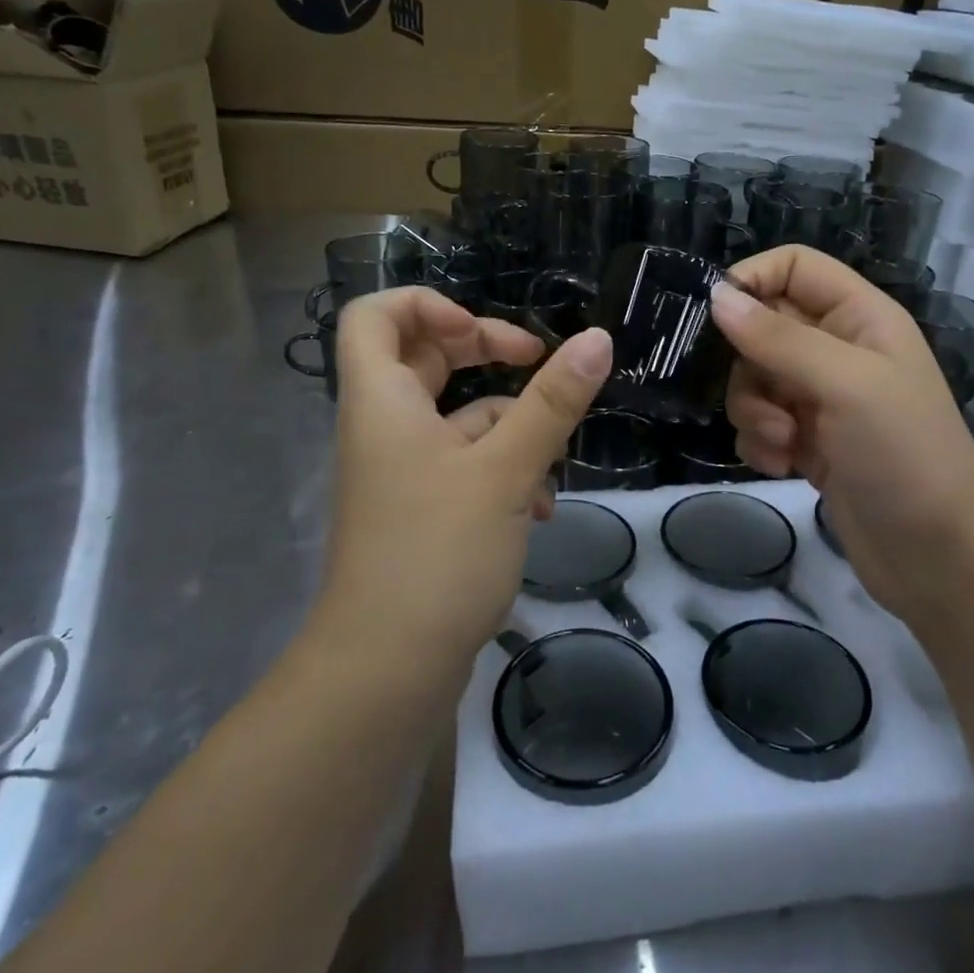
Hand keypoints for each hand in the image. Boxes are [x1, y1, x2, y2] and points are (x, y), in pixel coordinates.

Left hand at [314, 287, 611, 671]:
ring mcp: (402, 472)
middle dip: (484, 354)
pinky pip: (463, 465)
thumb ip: (552, 402)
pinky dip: (503, 471)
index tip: (487, 334)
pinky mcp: (422, 510)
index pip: (376, 314)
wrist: (389, 668)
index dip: (429, 304)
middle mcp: (384, 427)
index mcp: (383, 400)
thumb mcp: (505, 469)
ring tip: (551, 460)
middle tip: (536, 361)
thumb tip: (597, 339)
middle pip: (424, 359)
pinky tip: (539, 508)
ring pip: (456, 418)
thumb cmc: (438, 552)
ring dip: (509, 426)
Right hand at [708, 247, 973, 632]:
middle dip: (748, 365)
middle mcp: (839, 350)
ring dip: (753, 412)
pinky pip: (759, 423)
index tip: (714, 317)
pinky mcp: (808, 442)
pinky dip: (759, 443)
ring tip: (783, 443)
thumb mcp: (845, 384)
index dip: (752, 280)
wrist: (939, 556)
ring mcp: (822, 398)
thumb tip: (716, 296)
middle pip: (763, 326)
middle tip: (764, 401)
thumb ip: (779, 338)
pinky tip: (782, 466)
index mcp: (860, 317)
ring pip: (753, 379)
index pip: (794, 267)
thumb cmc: (904, 454)